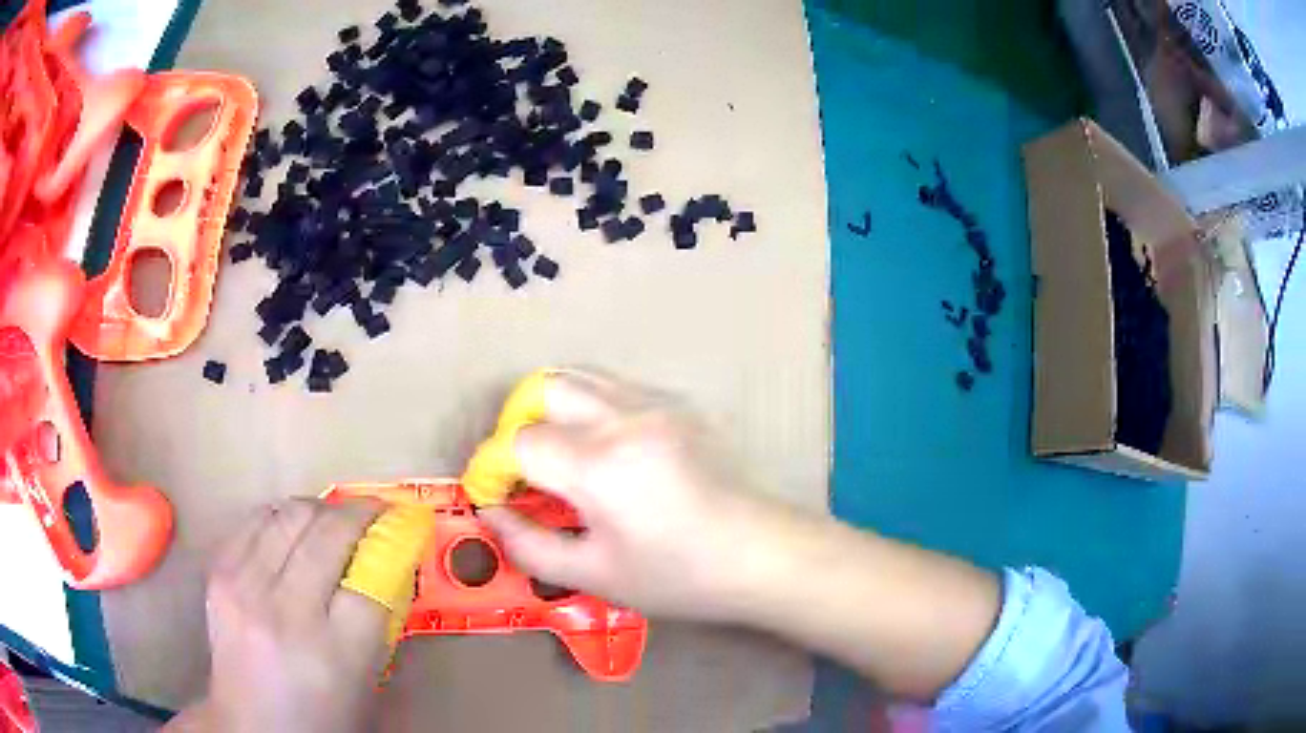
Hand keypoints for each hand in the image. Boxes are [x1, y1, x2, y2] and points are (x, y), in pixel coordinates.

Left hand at [167, 499, 388, 732]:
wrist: (251, 724)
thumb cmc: (321, 714)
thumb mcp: (365, 680)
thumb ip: (378, 621)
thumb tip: (388, 560)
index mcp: (334, 654)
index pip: (371, 578)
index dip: (390, 543)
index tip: (402, 527)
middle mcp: (286, 613)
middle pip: (328, 533)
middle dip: (358, 514)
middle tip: (372, 514)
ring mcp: (245, 587)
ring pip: (290, 515)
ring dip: (320, 509)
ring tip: (331, 520)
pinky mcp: (219, 573)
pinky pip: (255, 519)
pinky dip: (281, 516)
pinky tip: (291, 530)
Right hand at [481, 370, 786, 621]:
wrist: (762, 555)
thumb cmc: (678, 576)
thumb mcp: (595, 575)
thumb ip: (530, 544)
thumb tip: (492, 512)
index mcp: (599, 465)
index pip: (519, 441)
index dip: (494, 467)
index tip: (494, 494)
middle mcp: (624, 417)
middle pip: (544, 388)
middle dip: (519, 424)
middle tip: (524, 469)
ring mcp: (657, 403)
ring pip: (581, 378)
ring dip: (554, 410)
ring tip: (559, 456)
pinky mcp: (680, 404)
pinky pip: (616, 388)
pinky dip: (590, 408)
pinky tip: (605, 452)